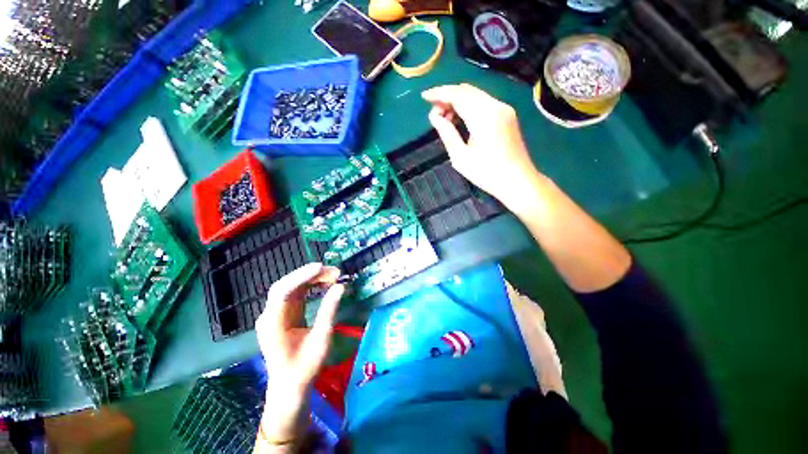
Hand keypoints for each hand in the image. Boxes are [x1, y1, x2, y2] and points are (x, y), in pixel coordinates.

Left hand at [255, 263, 343, 440]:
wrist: (290, 387)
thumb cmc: (305, 367)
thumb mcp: (321, 339)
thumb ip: (329, 311)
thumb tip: (341, 286)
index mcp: (273, 323)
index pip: (282, 291)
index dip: (301, 276)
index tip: (322, 267)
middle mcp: (270, 315)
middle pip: (287, 285)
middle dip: (311, 275)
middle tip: (335, 272)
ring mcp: (275, 314)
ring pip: (292, 287)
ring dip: (312, 279)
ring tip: (334, 276)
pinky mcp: (283, 314)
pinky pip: (296, 294)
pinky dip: (311, 286)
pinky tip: (324, 284)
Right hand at [422, 84, 542, 212]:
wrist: (518, 181)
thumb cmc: (487, 173)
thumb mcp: (461, 157)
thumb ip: (447, 133)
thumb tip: (434, 117)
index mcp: (484, 116)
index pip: (458, 95)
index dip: (439, 93)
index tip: (424, 97)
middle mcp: (496, 106)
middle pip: (467, 90)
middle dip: (447, 96)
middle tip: (434, 112)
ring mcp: (504, 109)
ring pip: (476, 95)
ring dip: (458, 101)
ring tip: (445, 118)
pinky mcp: (507, 115)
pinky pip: (484, 102)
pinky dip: (469, 106)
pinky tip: (460, 119)